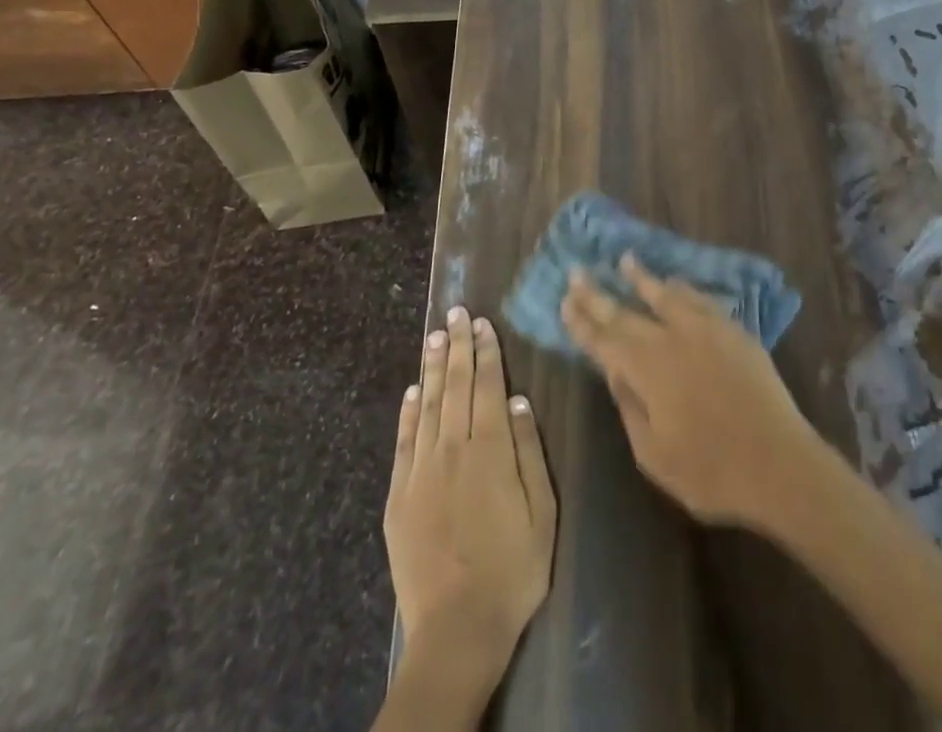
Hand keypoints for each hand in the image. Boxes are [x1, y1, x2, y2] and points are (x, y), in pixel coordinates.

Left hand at [384, 307, 556, 675]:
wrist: (457, 629)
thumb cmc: (513, 570)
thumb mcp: (542, 511)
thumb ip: (529, 451)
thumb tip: (517, 401)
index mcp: (490, 450)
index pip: (486, 386)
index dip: (486, 352)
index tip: (483, 323)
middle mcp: (453, 449)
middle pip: (455, 386)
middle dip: (458, 346)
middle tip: (456, 312)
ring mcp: (421, 471)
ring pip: (426, 405)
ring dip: (431, 367)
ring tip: (434, 335)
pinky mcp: (399, 495)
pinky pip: (403, 441)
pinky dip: (407, 411)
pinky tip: (411, 391)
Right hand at [561, 255, 821, 528]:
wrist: (780, 464)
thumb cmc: (711, 471)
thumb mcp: (654, 455)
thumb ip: (630, 407)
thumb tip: (616, 371)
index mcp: (646, 369)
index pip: (604, 340)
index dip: (582, 321)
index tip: (565, 299)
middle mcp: (671, 339)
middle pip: (627, 312)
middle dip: (599, 294)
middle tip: (578, 272)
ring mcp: (704, 330)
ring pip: (665, 295)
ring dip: (642, 278)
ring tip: (625, 259)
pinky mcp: (733, 331)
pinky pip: (700, 300)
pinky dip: (682, 289)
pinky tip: (675, 282)